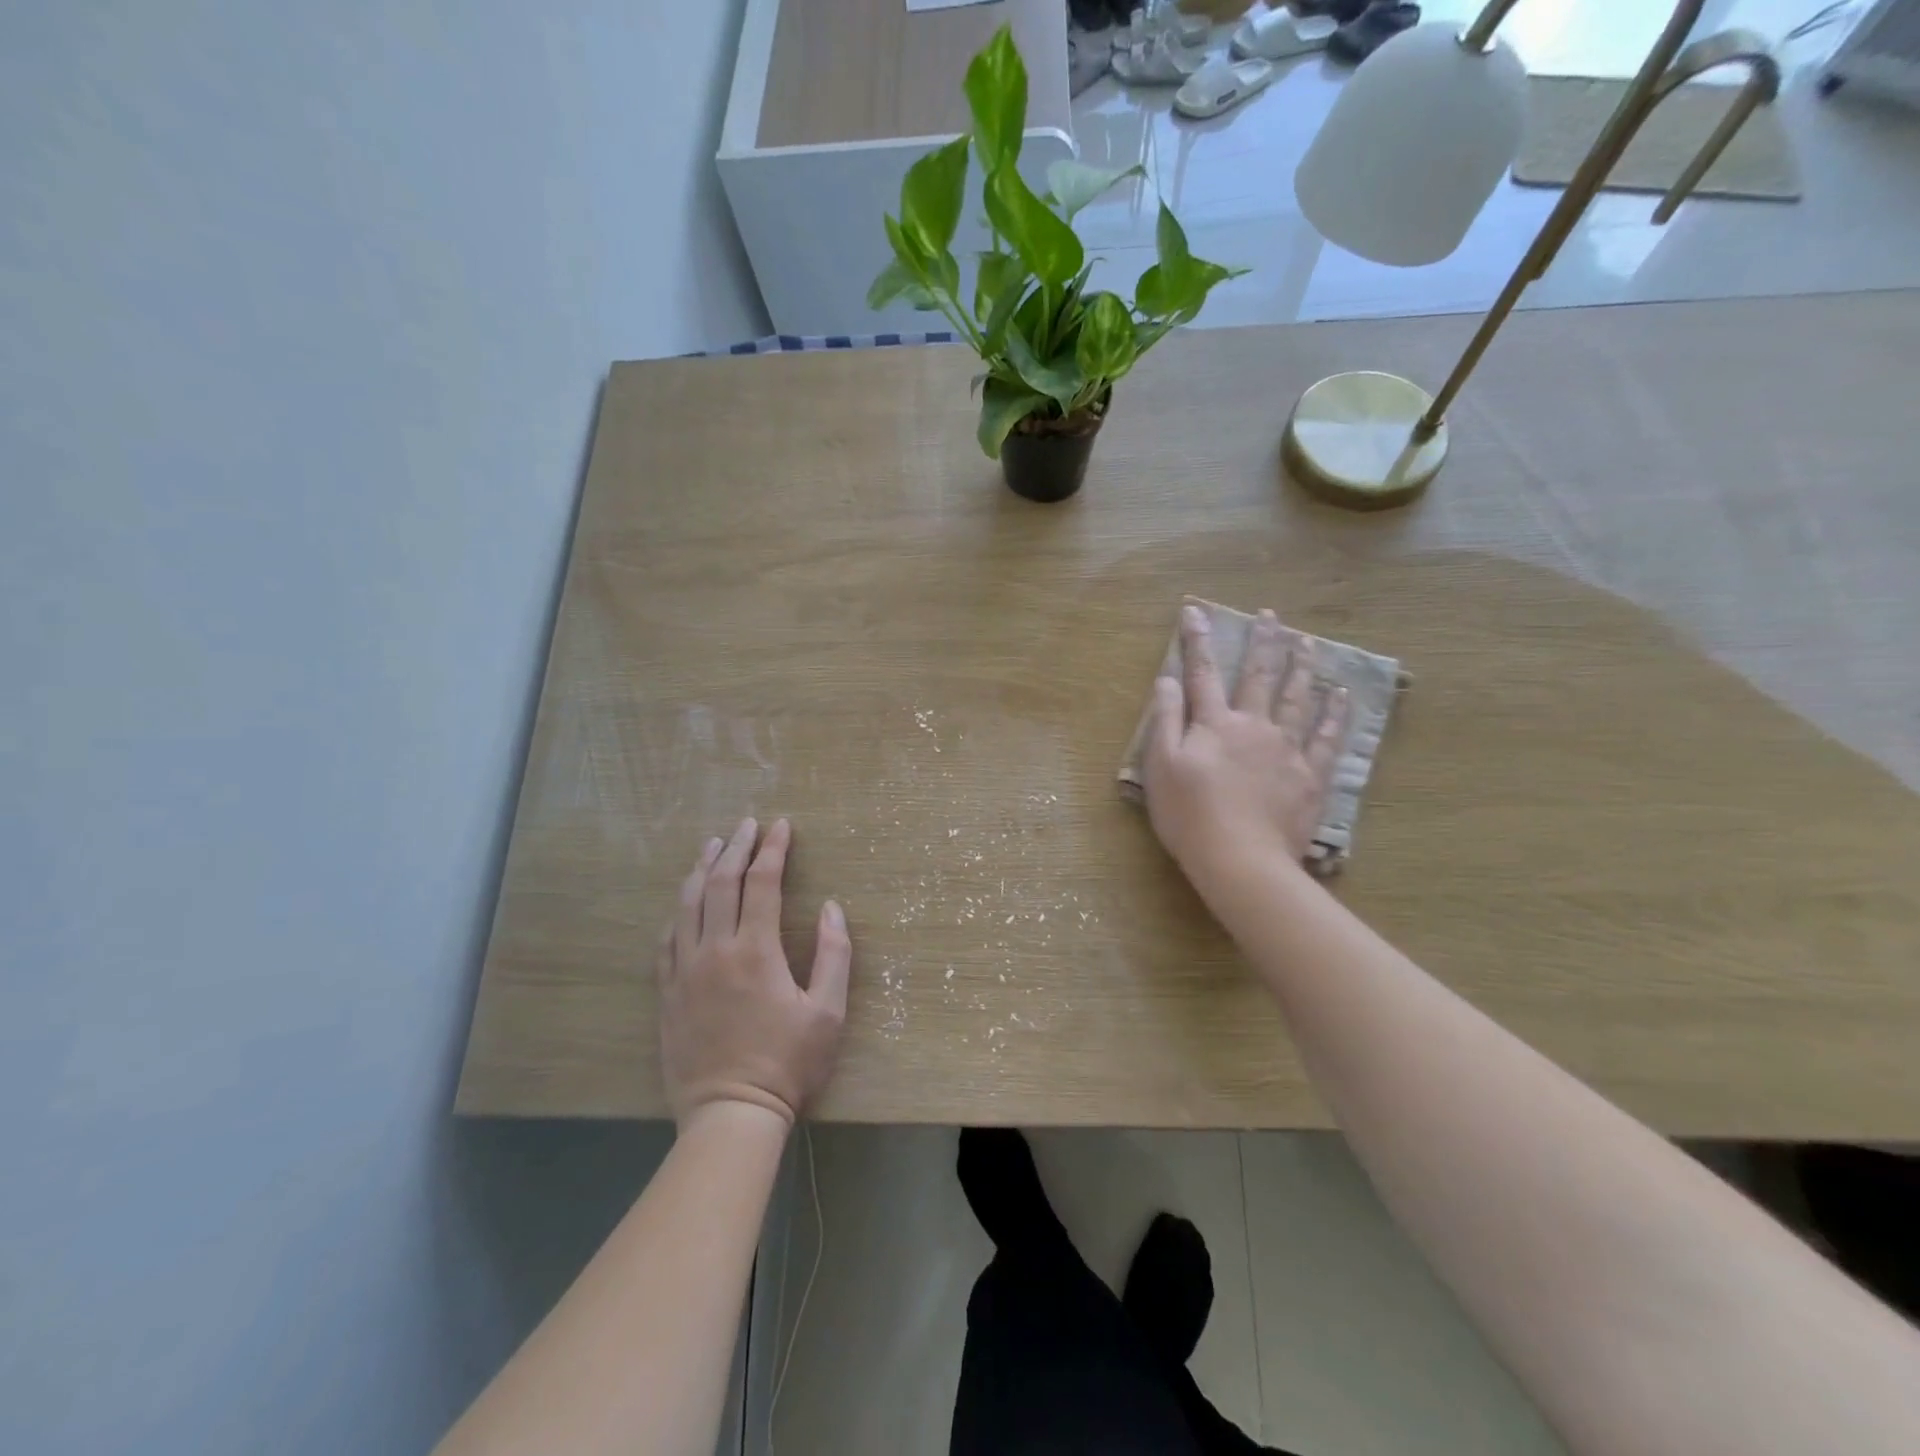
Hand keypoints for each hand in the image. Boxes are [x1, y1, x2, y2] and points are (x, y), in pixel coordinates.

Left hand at [657, 817, 850, 1129]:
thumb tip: (831, 907)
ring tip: (712, 845)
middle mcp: (716, 950)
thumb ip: (834, 954)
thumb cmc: (788, 1064)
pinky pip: (668, 939)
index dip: (773, 849)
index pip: (762, 882)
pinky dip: (678, 910)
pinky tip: (684, 901)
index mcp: (756, 950)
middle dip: (736, 847)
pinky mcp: (668, 992)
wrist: (730, 1115)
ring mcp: (685, 970)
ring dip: (701, 868)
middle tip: (748, 824)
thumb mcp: (828, 1012)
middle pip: (720, 882)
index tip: (781, 826)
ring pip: (688, 904)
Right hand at [1144, 604, 1347, 890]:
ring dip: (1302, 666)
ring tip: (1308, 642)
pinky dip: (1334, 714)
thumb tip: (1168, 680)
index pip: (1203, 673)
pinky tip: (1340, 696)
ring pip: (1298, 698)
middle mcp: (1254, 725)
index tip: (1195, 610)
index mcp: (1214, 724)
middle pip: (1260, 676)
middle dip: (1263, 641)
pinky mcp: (1310, 776)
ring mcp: (1287, 749)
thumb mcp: (1161, 767)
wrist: (1240, 859)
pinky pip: (1326, 737)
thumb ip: (1165, 720)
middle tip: (1270, 614)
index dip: (1198, 640)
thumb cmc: (1189, 815)